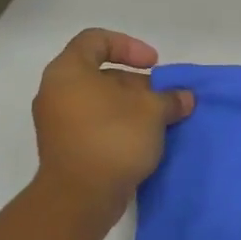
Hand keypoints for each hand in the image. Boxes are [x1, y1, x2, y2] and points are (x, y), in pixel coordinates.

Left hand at [32, 29, 193, 206]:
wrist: (80, 199)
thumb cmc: (112, 139)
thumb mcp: (152, 111)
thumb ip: (170, 98)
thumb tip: (184, 98)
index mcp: (68, 72)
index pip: (95, 40)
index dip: (128, 46)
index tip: (153, 65)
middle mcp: (56, 92)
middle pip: (100, 73)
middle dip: (137, 83)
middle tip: (163, 98)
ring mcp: (58, 123)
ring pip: (100, 102)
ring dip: (131, 107)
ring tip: (160, 121)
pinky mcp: (66, 148)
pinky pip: (95, 125)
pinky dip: (119, 126)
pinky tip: (145, 140)